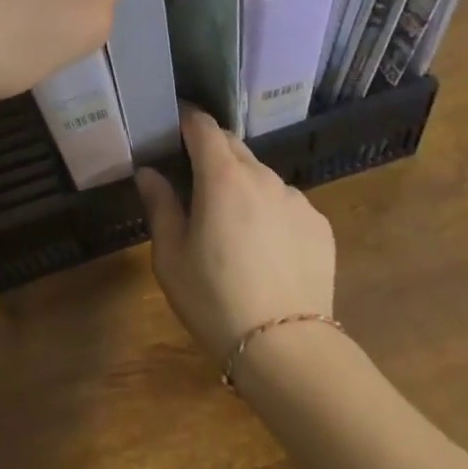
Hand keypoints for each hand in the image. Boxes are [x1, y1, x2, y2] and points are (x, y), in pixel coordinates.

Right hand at [137, 107, 335, 362]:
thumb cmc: (215, 299)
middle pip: (233, 147)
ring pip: (261, 177)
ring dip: (243, 185)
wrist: (287, 349)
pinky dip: (271, 211)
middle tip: (195, 179)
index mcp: (222, 176)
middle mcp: (263, 175)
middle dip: (212, 153)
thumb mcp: (171, 256)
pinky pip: (287, 204)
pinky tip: (267, 249)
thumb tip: (148, 172)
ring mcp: (296, 199)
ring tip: (233, 224)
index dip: (186, 119)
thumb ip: (160, 205)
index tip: (173, 126)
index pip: (203, 126)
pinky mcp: (320, 225)